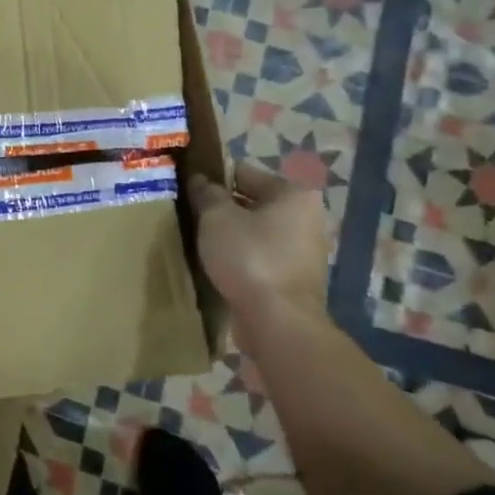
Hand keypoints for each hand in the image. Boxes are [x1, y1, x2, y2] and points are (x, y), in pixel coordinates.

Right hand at [186, 162, 328, 330]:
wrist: (278, 321)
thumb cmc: (250, 258)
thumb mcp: (216, 218)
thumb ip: (207, 194)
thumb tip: (200, 179)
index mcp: (293, 195)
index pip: (244, 173)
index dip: (213, 178)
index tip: (188, 188)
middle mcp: (307, 218)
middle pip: (253, 203)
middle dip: (223, 208)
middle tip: (190, 214)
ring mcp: (305, 251)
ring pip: (256, 232)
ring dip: (231, 235)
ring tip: (199, 241)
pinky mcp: (295, 279)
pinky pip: (261, 257)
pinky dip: (241, 258)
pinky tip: (217, 264)